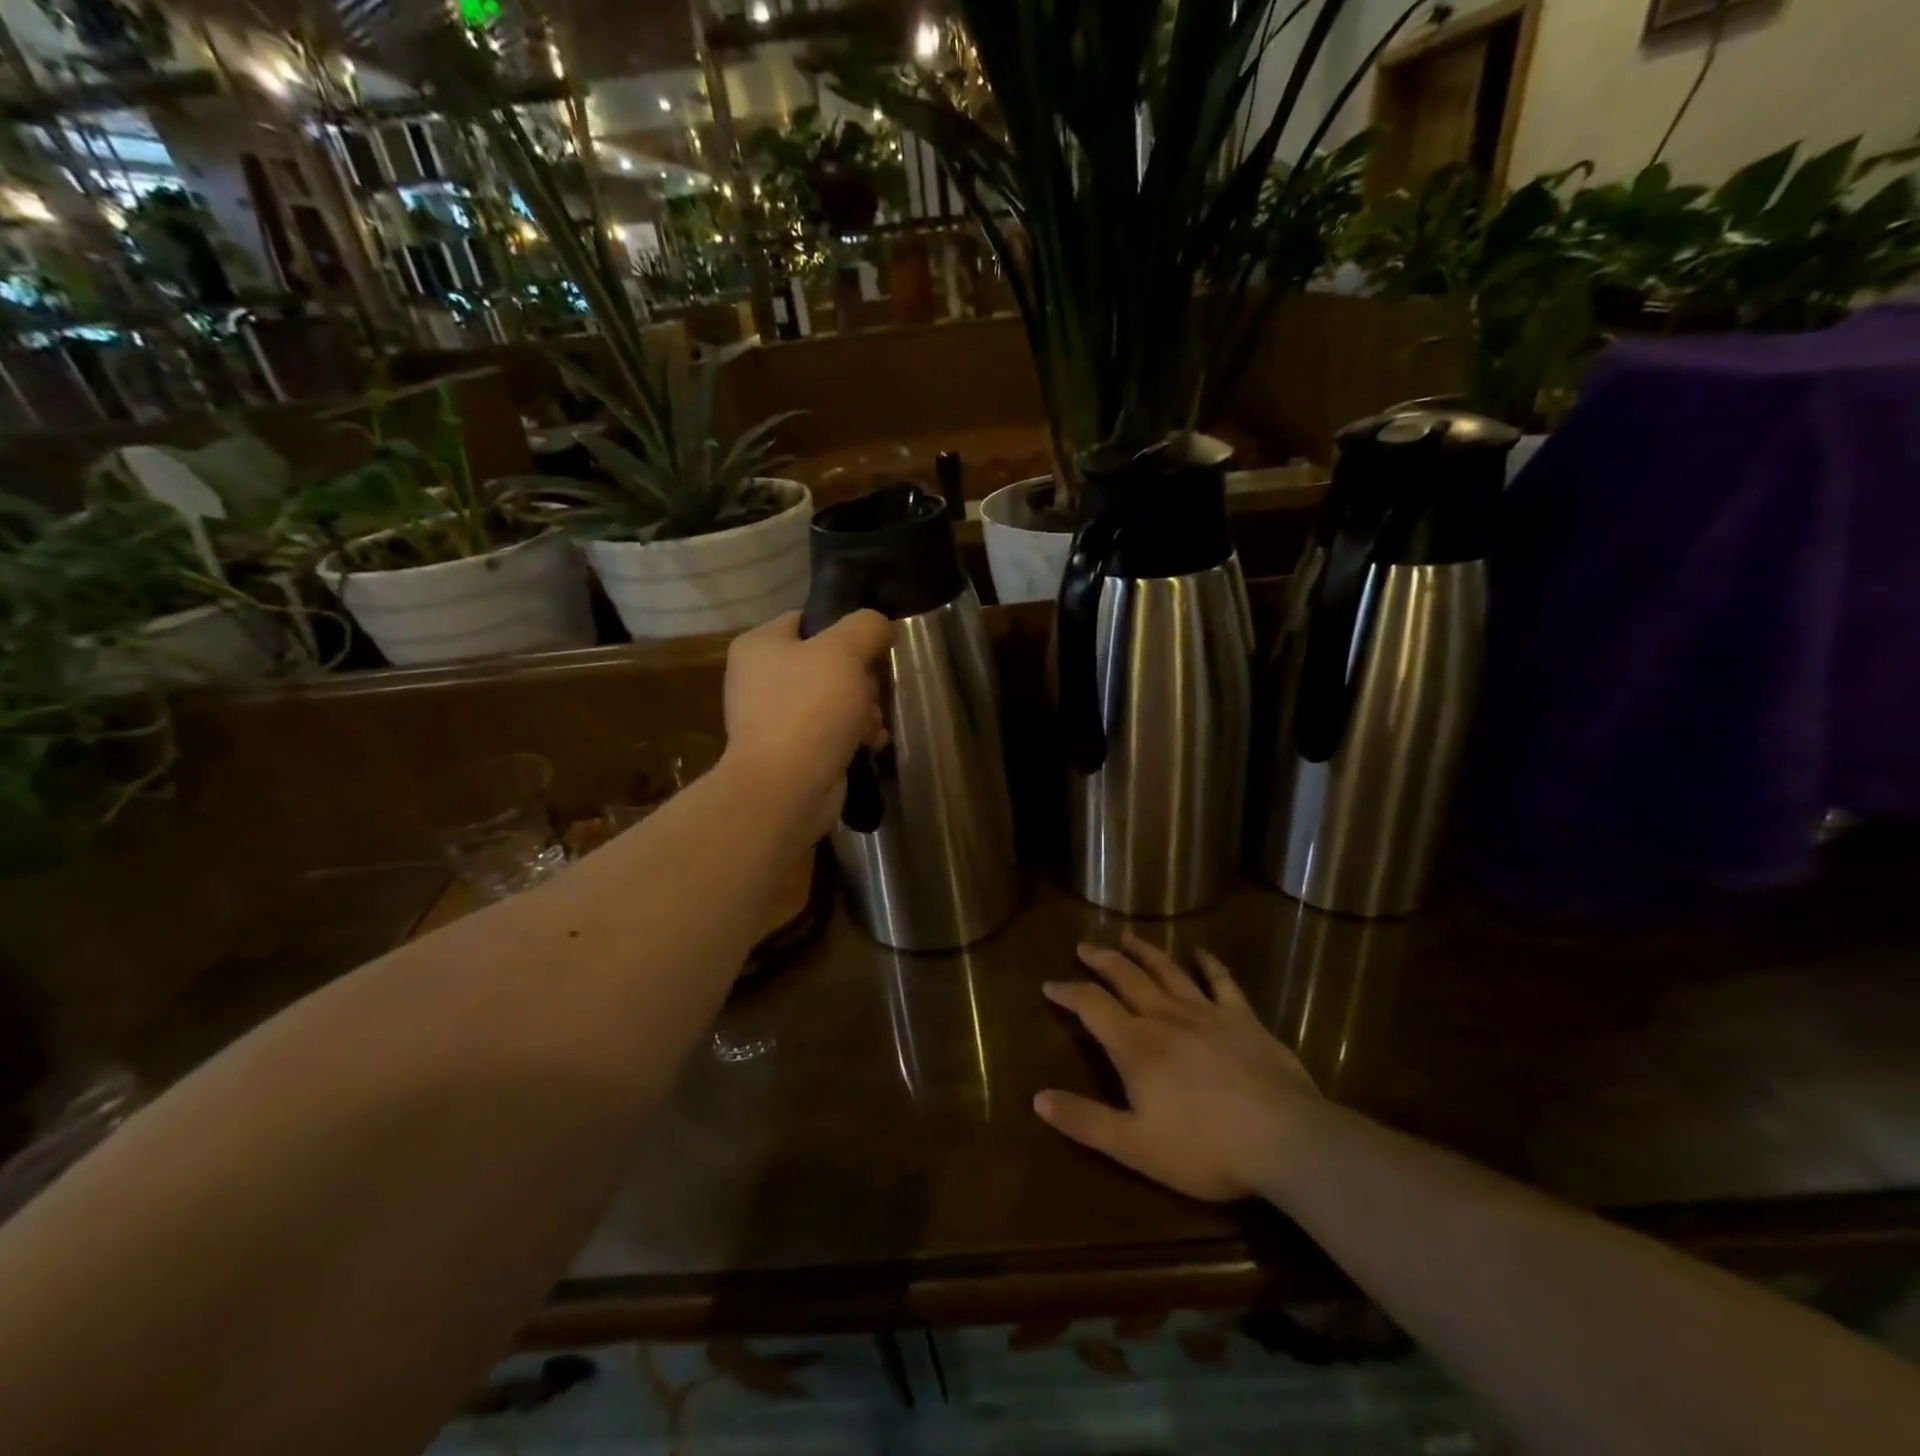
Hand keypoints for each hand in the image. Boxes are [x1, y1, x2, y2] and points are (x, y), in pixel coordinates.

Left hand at [722, 609, 891, 838]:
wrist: (786, 789)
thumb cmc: (809, 709)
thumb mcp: (844, 651)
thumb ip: (866, 626)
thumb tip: (880, 626)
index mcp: (760, 645)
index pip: (809, 620)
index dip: (846, 630)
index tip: (874, 648)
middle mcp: (761, 678)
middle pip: (830, 662)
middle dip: (862, 680)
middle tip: (872, 694)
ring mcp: (776, 717)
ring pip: (837, 698)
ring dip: (864, 710)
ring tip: (871, 727)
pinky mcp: (793, 750)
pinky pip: (833, 731)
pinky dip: (855, 736)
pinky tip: (870, 745)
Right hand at [1035, 932, 1321, 1201]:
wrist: (1284, 1138)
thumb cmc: (1204, 1148)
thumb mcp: (1134, 1145)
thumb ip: (1085, 1121)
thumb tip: (1038, 1098)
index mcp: (1135, 1045)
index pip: (1091, 1006)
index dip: (1068, 992)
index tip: (1049, 984)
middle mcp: (1165, 1017)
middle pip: (1126, 977)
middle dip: (1102, 959)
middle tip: (1085, 945)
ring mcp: (1206, 1013)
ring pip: (1166, 971)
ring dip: (1144, 952)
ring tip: (1127, 937)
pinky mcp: (1242, 1018)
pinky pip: (1221, 981)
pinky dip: (1208, 963)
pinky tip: (1200, 952)